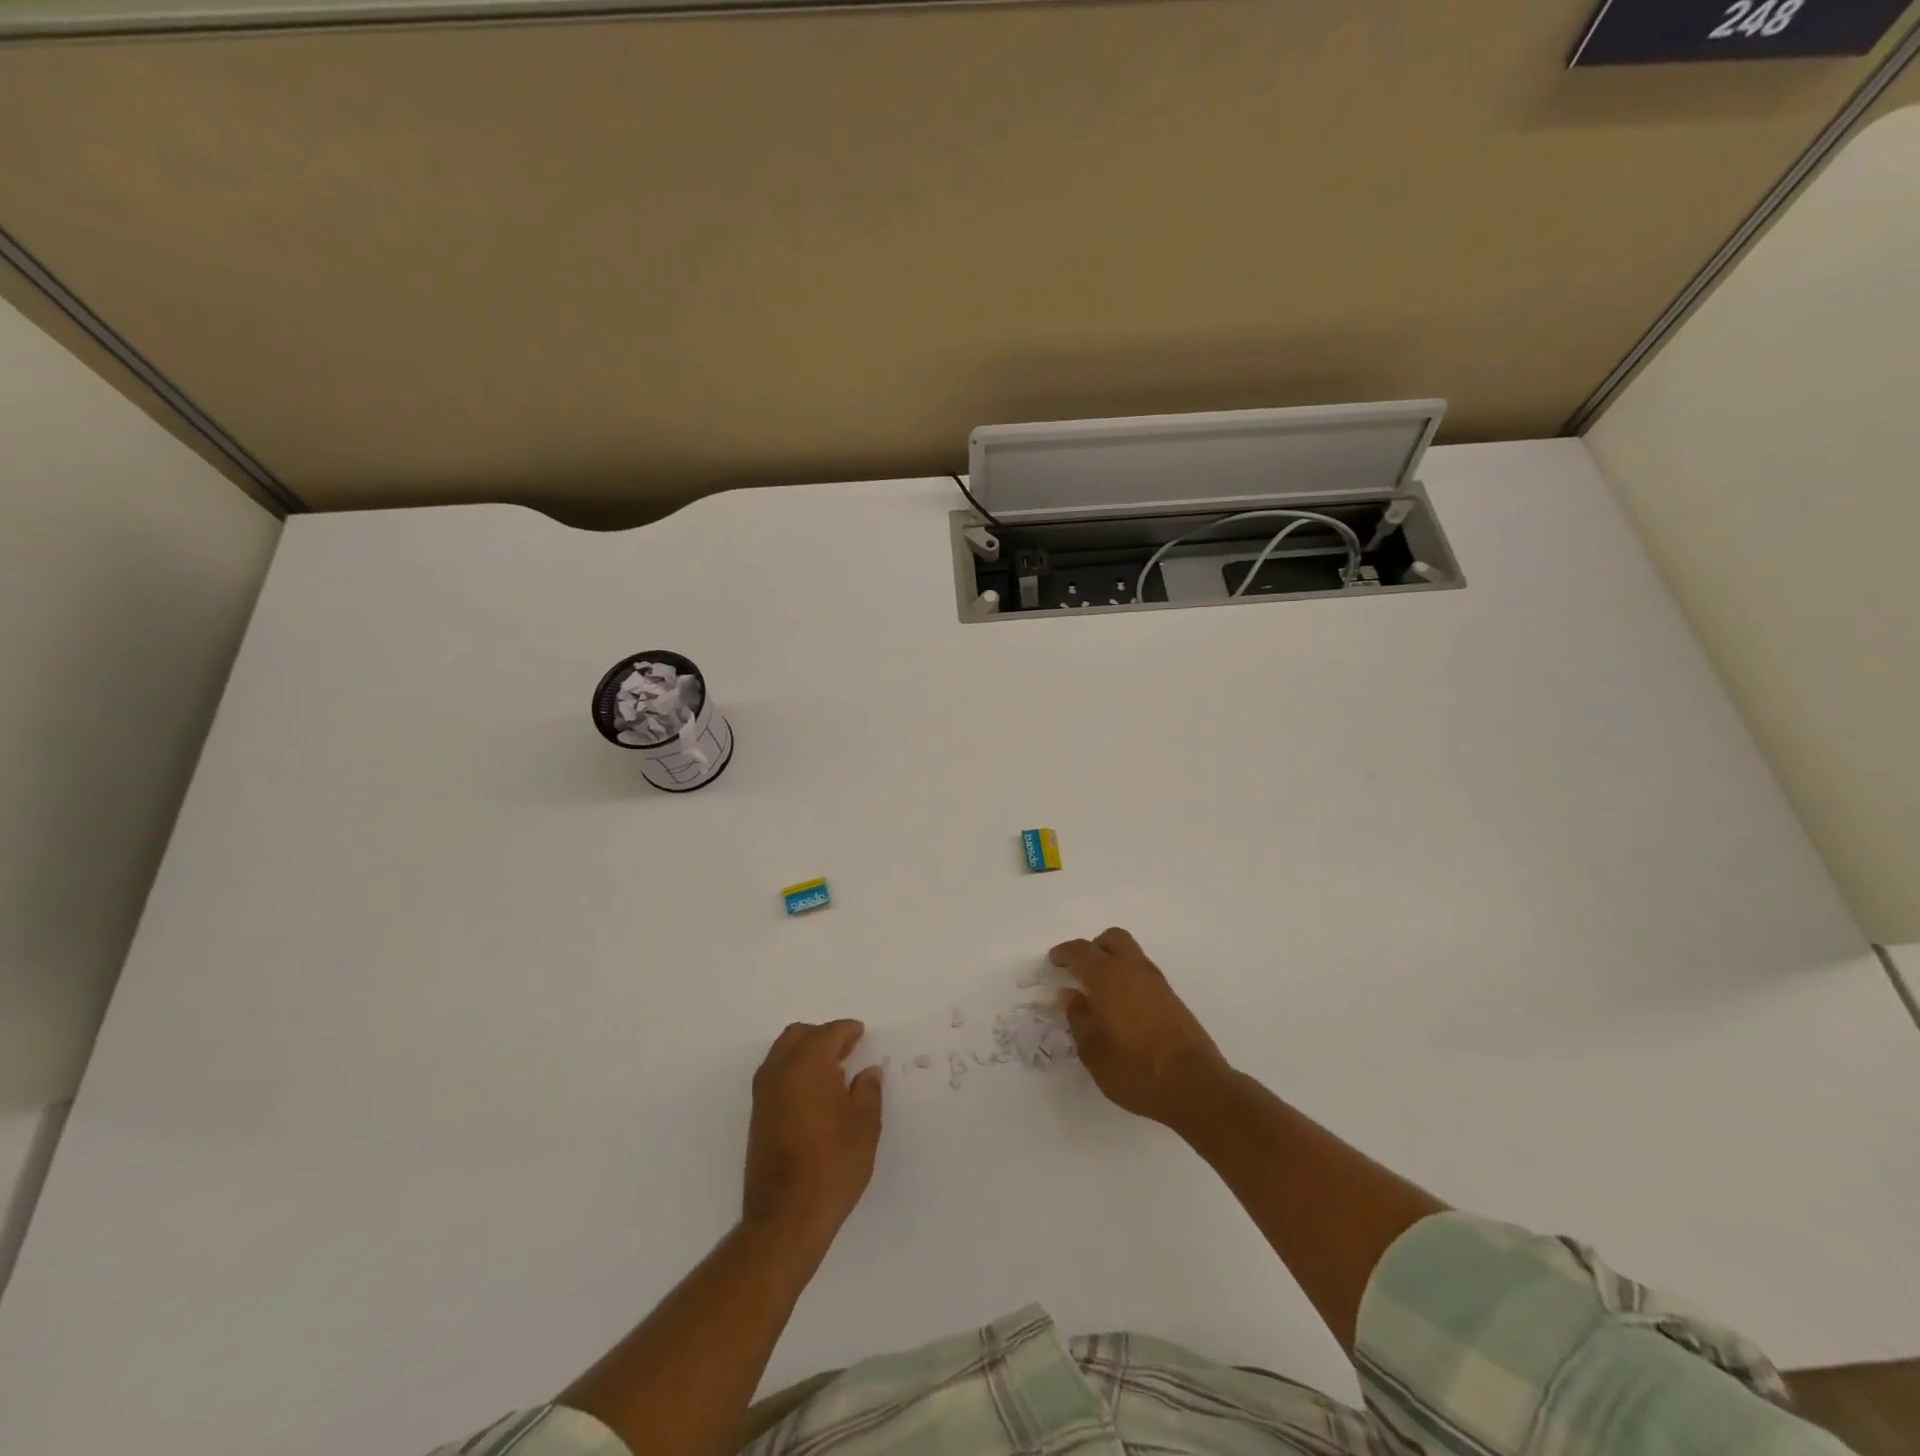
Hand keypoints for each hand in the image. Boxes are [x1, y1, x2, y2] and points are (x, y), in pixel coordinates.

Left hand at [743, 1020, 882, 1243]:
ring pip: (782, 1054)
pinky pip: (775, 1075)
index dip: (848, 1031)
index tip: (861, 1033)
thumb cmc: (834, 1163)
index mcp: (808, 1063)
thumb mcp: (865, 1124)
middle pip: (799, 1035)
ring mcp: (764, 1094)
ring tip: (832, 1071)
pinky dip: (794, 1071)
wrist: (787, 1215)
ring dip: (805, 1053)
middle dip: (823, 1036)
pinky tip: (814, 1093)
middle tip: (846, 1049)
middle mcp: (780, 1070)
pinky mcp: (757, 1116)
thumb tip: (867, 1073)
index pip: (829, 1033)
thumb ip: (868, 1091)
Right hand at [1051, 928, 1229, 1125]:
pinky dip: (1129, 980)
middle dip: (1094, 948)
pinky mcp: (1173, 999)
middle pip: (1112, 939)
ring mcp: (1157, 983)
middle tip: (1080, 970)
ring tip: (1100, 993)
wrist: (1194, 1086)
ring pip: (1132, 955)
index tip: (1054, 962)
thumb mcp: (1093, 1050)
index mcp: (1108, 977)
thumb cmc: (1134, 1068)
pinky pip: (1144, 975)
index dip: (1064, 953)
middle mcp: (1133, 970)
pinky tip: (1123, 1009)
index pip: (1081, 951)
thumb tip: (1070, 995)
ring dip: (1114, 963)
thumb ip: (1078, 1017)